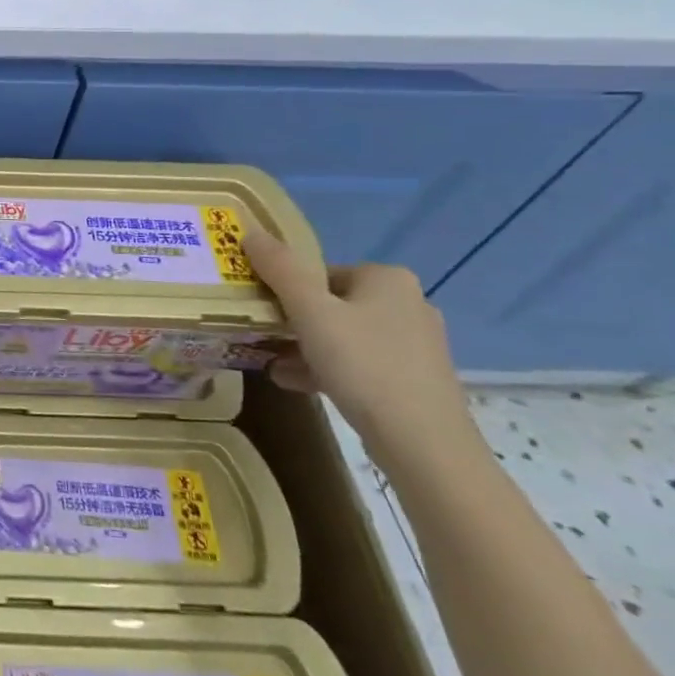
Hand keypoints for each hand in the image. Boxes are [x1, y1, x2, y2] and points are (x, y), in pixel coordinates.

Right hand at [240, 224, 483, 476]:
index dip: (287, 291)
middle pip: (331, 304)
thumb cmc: (363, 365)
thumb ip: (280, 269)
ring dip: (305, 348)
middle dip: (294, 322)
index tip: (264, 313)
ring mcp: (416, 344)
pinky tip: (297, 384)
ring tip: (273, 365)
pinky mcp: (415, 379)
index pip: (321, 272)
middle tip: (265, 338)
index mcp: (388, 279)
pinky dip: (329, 369)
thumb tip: (250, 232)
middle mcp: (409, 303)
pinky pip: (360, 363)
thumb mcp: (310, 312)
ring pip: (344, 336)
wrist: (423, 443)